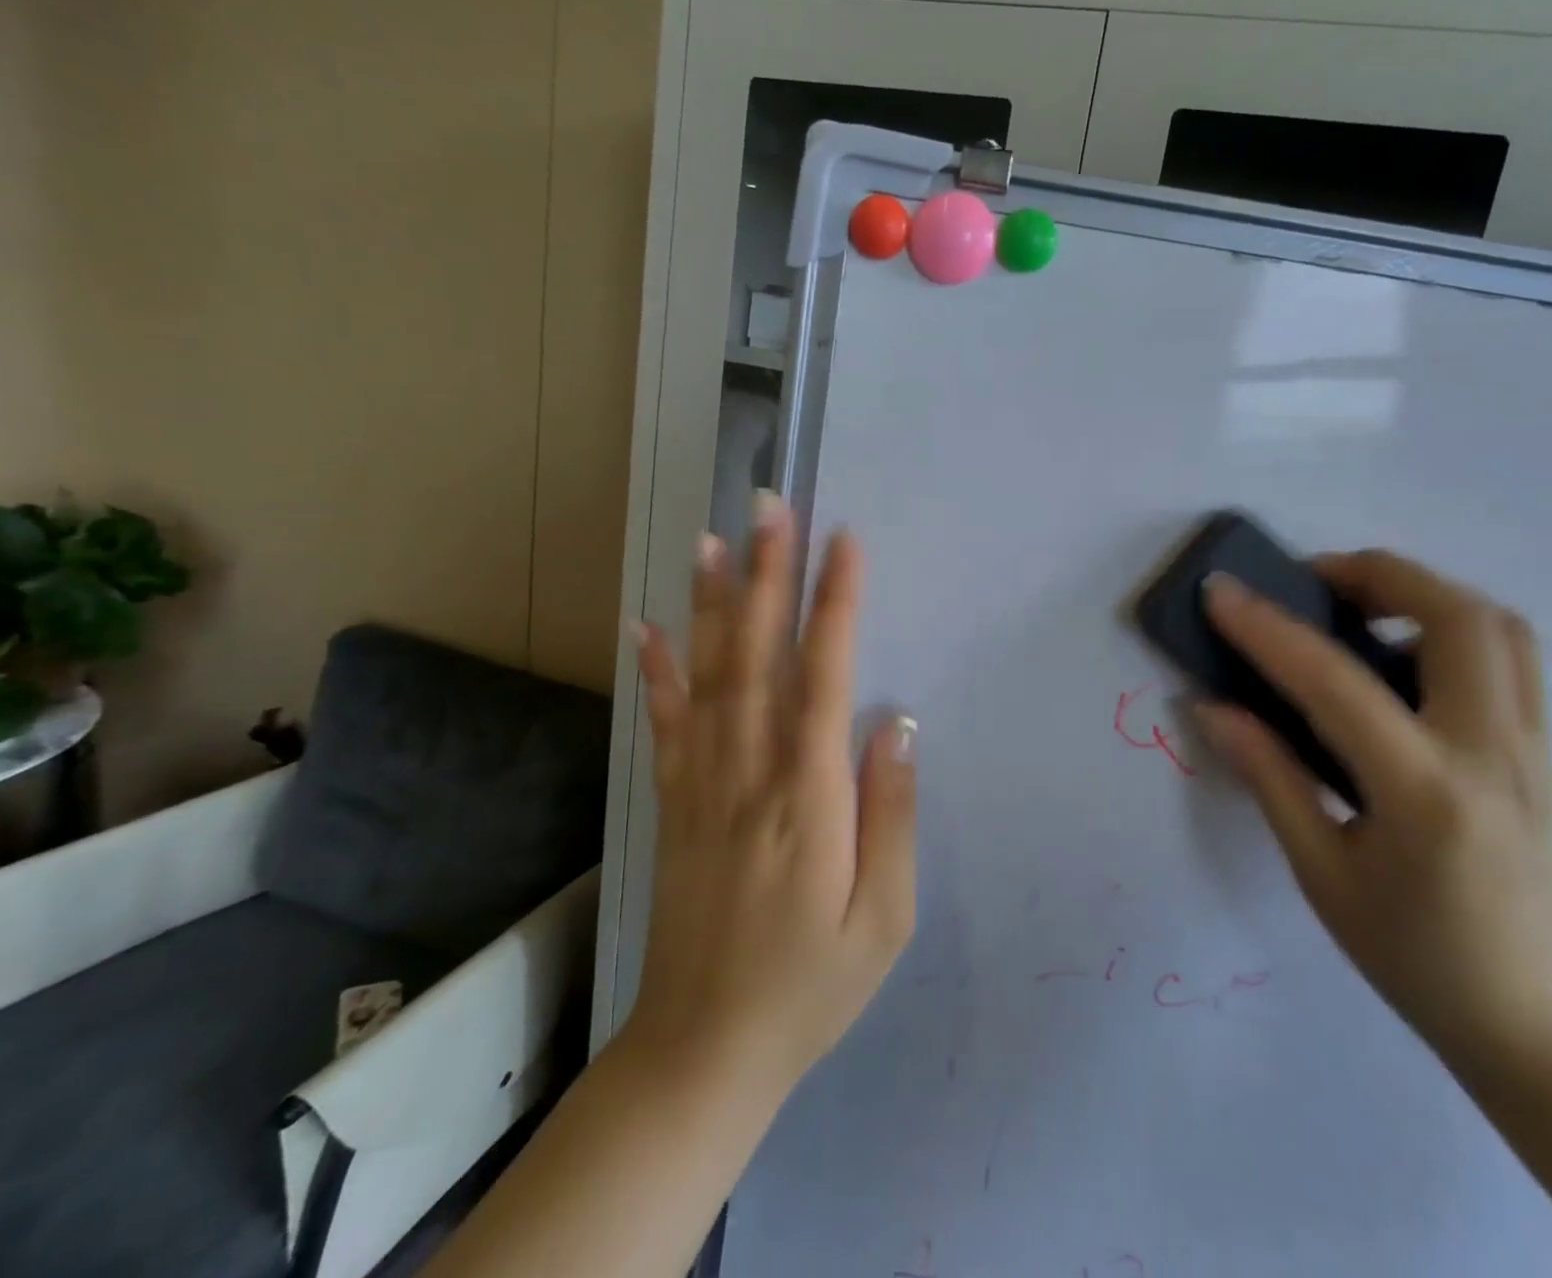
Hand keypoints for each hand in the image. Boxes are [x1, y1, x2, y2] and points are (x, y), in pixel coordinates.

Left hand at [625, 497, 917, 1092]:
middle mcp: (750, 776)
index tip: (843, 543)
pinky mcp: (675, 805)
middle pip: (759, 658)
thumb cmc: (812, 987)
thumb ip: (892, 815)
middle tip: (772, 508)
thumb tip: (896, 723)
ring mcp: (703, 787)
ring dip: (712, 604)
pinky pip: (665, 726)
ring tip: (714, 539)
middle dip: (767, 576)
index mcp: (810, 800)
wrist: (704, 1052)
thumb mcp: (886, 919)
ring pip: (708, 678)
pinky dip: (657, 672)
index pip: (823, 679)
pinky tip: (646, 625)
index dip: (835, 606)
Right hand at [1194, 549, 1551, 1069]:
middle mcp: (1491, 752)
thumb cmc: (1412, 956)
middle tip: (1309, 582)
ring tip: (1354, 606)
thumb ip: (1268, 776)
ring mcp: (1532, 746)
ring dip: (1421, 590)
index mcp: (1425, 793)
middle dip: (1375, 574)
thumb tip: (1211, 706)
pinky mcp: (1542, 749)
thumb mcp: (1320, 874)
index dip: (1267, 628)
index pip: (1335, 681)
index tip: (1219, 591)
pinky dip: (1449, 623)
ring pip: (1496, 624)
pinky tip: (1399, 654)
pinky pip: (1508, 655)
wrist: (1536, 1020)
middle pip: (1455, 616)